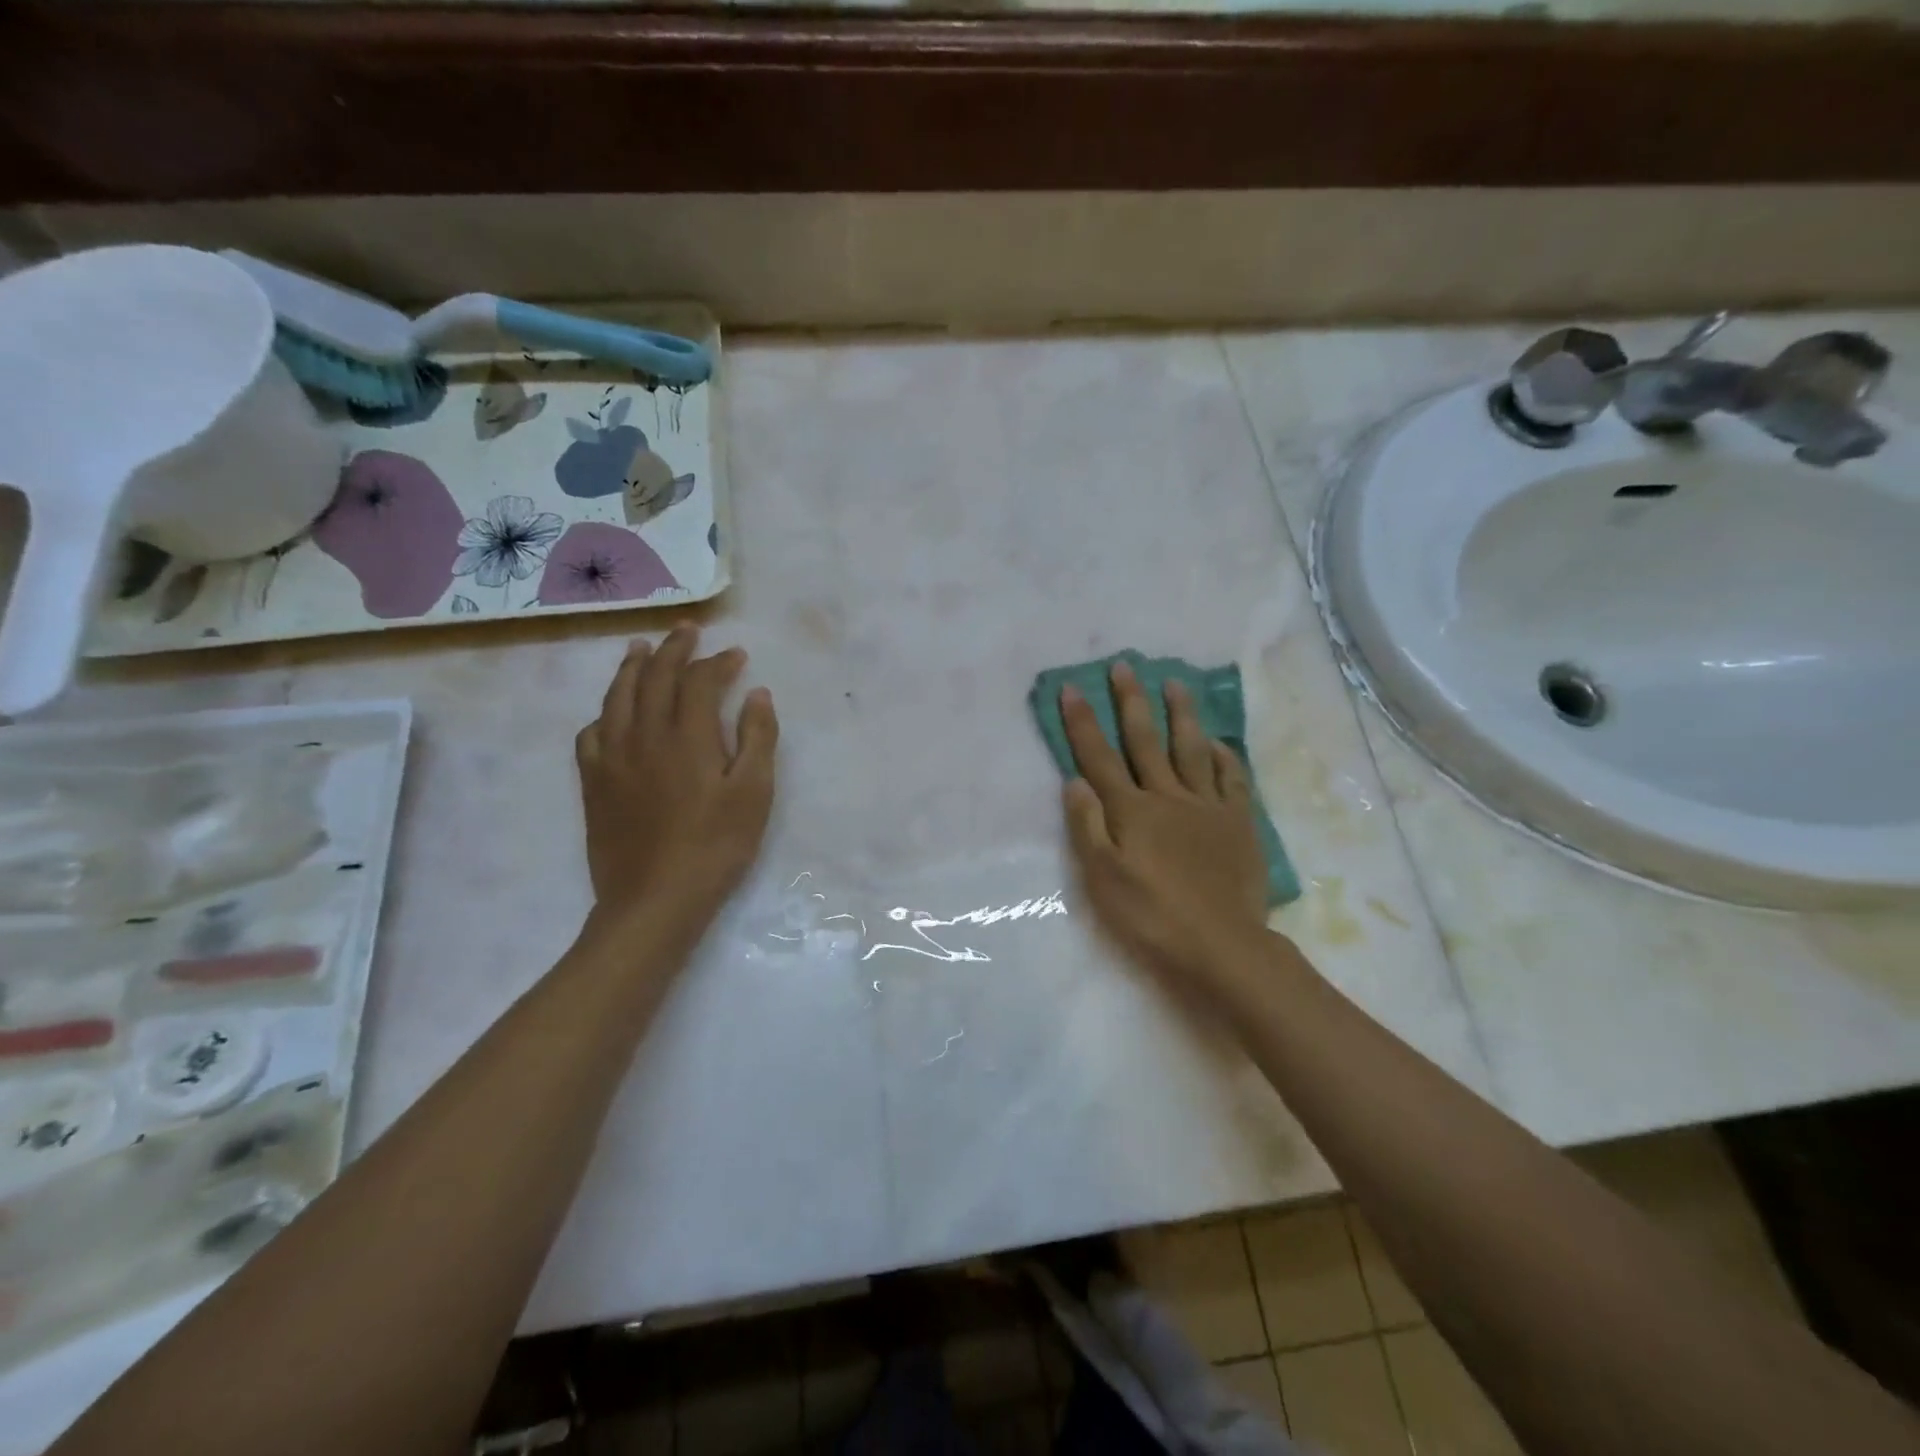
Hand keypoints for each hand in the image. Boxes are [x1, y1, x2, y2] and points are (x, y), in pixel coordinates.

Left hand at [576, 626, 778, 929]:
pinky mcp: (593, 783)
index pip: (699, 681)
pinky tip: (611, 713)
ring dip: (632, 667)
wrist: (655, 900)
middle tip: (686, 630)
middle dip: (673, 649)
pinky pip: (591, 733)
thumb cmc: (715, 847)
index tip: (736, 655)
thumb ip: (757, 739)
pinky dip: (604, 712)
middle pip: (655, 677)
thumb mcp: (753, 794)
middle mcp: (644, 735)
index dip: (718, 662)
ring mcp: (612, 758)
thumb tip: (756, 694)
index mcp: (686, 736)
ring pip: (617, 697)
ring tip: (641, 648)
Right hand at [1060, 661, 1269, 987]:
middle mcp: (1167, 797)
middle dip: (1130, 701)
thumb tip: (1074, 780)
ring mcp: (1207, 806)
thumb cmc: (1152, 916)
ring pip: (1190, 749)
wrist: (1222, 945)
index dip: (1083, 722)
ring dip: (1180, 714)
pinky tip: (1216, 742)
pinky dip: (1221, 756)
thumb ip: (1087, 826)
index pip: (1099, 757)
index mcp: (1131, 810)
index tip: (1071, 687)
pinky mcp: (1238, 822)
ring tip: (1175, 683)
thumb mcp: (1103, 878)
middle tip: (1123, 665)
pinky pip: (1230, 778)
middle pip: (1145, 740)